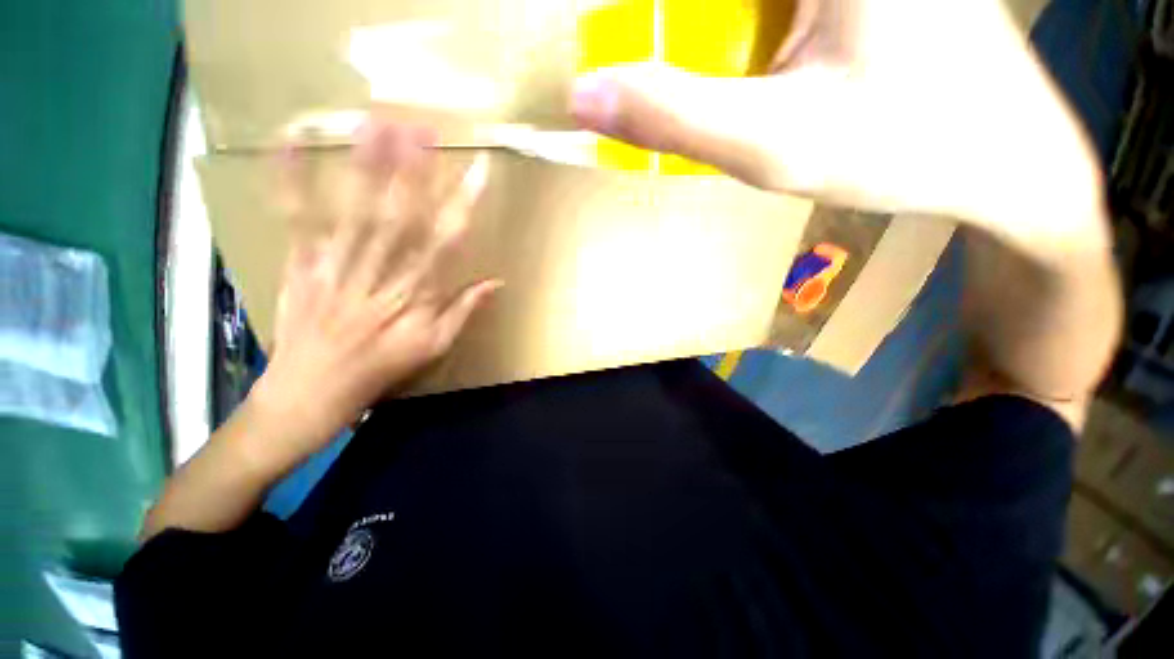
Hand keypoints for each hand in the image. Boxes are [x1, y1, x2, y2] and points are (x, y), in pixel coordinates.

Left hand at [247, 121, 500, 468]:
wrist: (309, 394)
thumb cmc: (381, 372)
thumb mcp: (435, 348)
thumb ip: (464, 311)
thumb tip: (496, 282)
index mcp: (414, 299)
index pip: (445, 244)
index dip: (463, 206)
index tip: (479, 172)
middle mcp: (376, 277)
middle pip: (396, 217)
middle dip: (411, 170)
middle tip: (422, 126)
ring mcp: (332, 269)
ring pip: (352, 211)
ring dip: (364, 166)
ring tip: (375, 123)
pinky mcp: (298, 266)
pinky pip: (295, 222)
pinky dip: (290, 183)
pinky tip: (290, 146)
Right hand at [568, 0, 1098, 226]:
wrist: (1001, 158)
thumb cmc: (903, 148)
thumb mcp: (772, 145)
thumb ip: (672, 116)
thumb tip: (583, 95)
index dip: (638, 13)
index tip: (611, 34)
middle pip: (707, 1)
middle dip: (666, 26)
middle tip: (638, 60)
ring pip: (737, 9)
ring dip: (699, 34)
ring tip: (695, 75)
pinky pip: (766, 10)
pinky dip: (735, 32)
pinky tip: (748, 66)